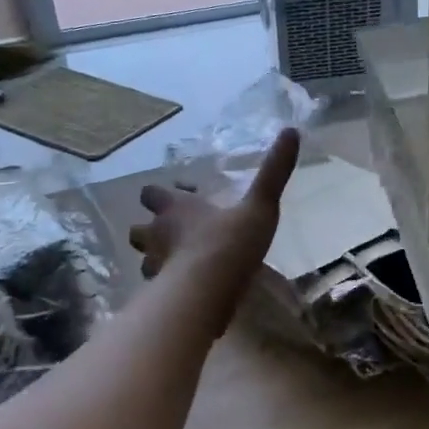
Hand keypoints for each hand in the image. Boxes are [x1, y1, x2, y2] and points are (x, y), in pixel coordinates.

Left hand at [129, 128, 299, 313]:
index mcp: (176, 210)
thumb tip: (290, 131)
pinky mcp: (159, 297)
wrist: (206, 293)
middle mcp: (157, 235)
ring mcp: (154, 268)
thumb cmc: (229, 243)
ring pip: (145, 261)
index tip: (173, 198)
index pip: (152, 194)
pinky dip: (167, 289)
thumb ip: (274, 173)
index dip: (159, 196)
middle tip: (171, 236)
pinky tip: (185, 293)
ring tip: (178, 266)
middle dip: (149, 231)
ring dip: (157, 261)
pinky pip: (158, 290)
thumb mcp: (260, 206)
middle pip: (138, 230)